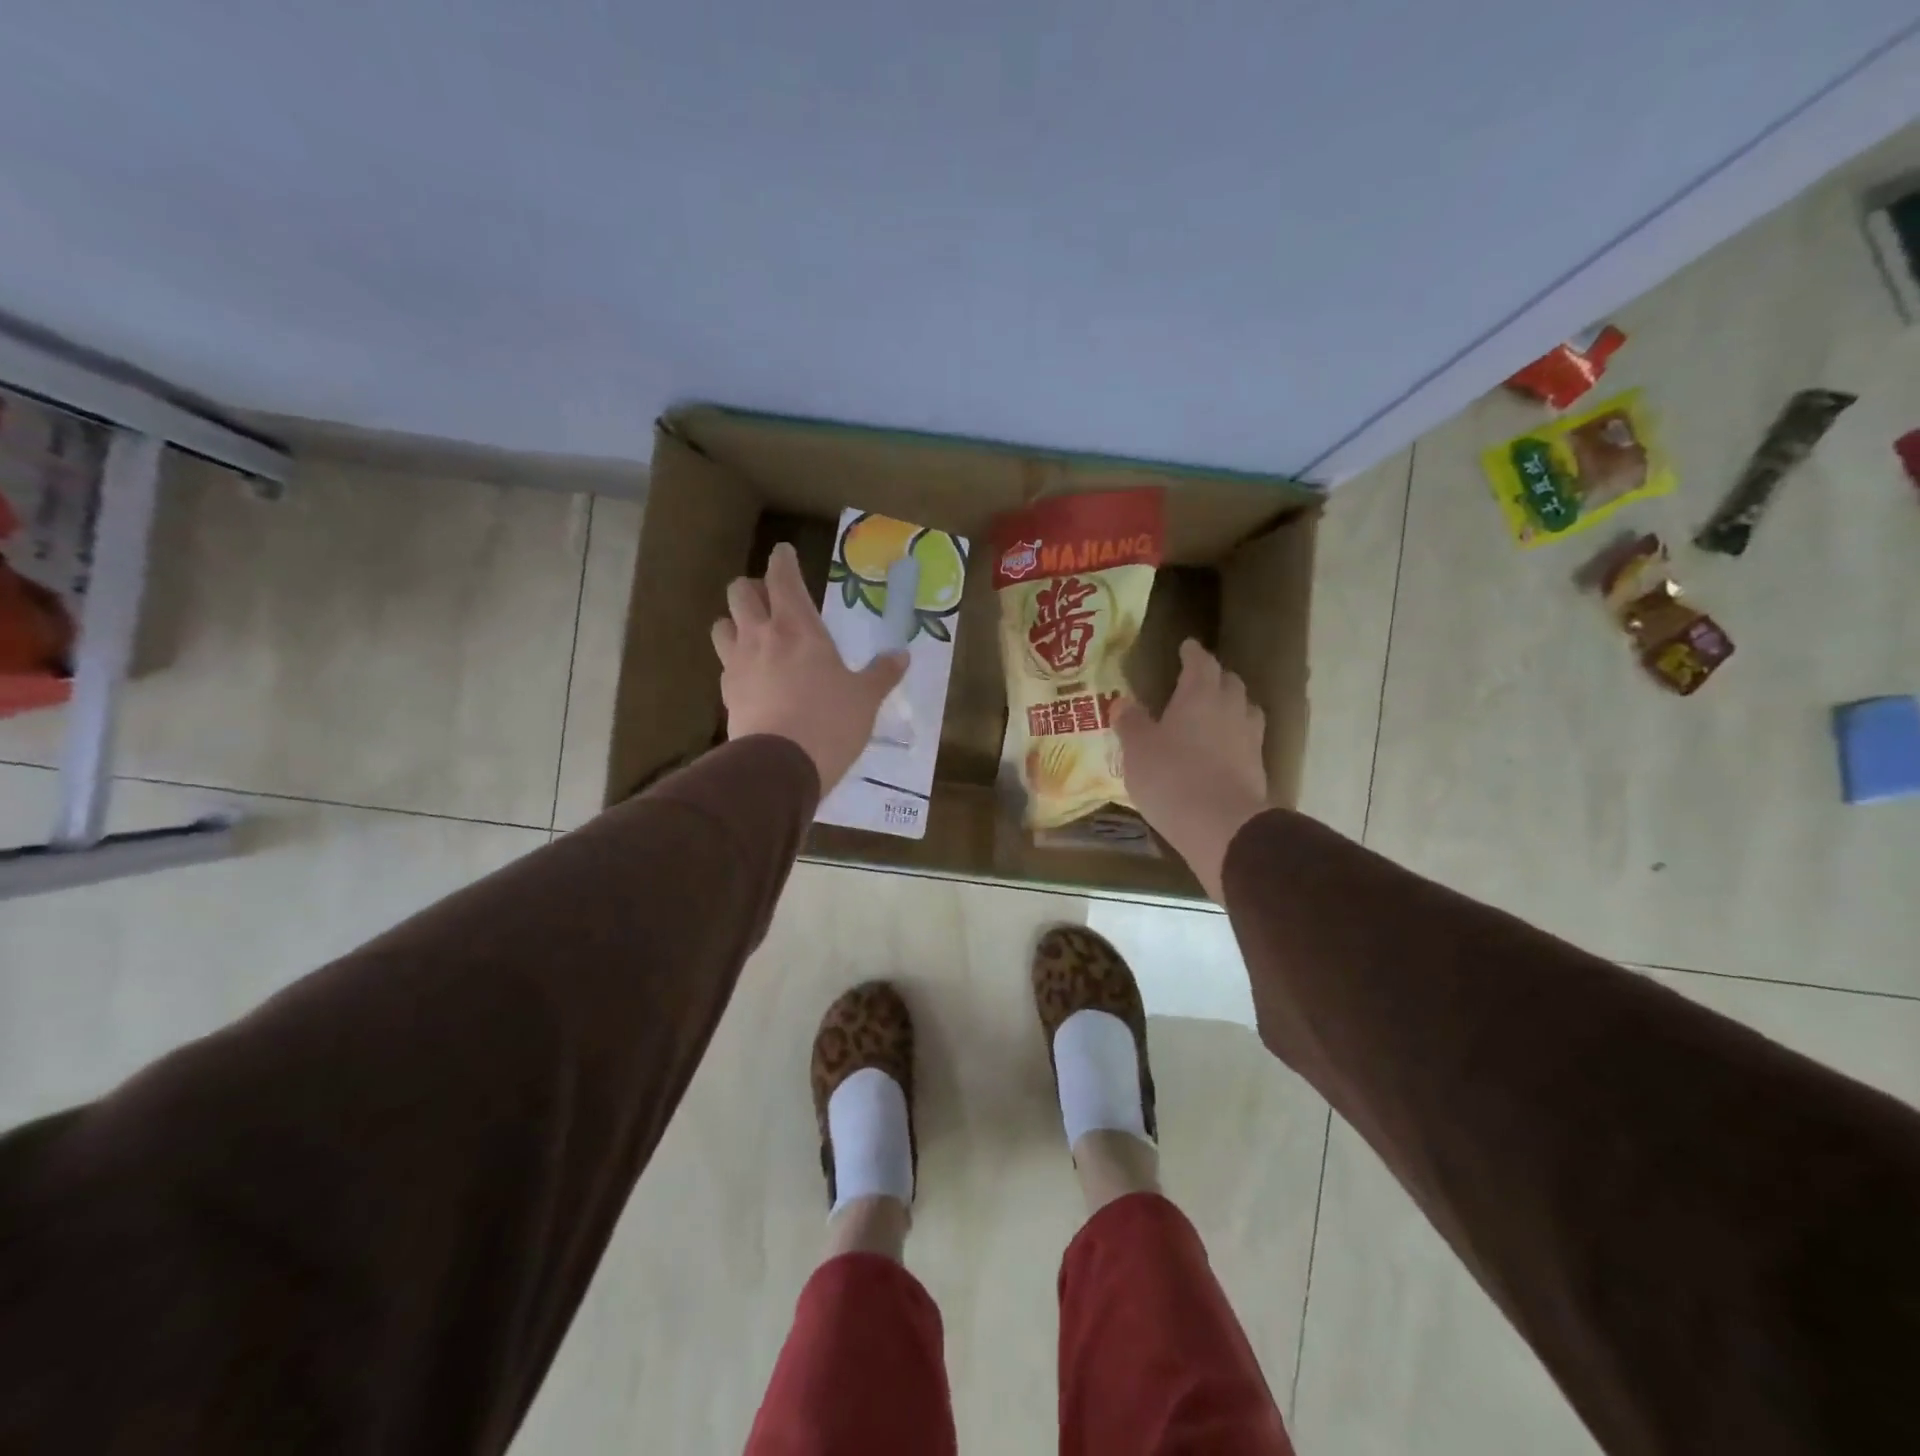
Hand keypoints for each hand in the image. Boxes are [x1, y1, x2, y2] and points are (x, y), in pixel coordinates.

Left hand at [711, 543, 907, 793]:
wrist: (780, 766)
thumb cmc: (830, 722)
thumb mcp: (865, 698)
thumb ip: (882, 673)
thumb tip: (901, 656)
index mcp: (798, 628)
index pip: (783, 578)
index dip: (782, 560)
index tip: (784, 552)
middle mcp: (761, 636)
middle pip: (740, 592)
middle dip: (752, 588)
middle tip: (771, 599)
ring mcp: (737, 664)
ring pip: (721, 624)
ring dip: (735, 621)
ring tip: (753, 634)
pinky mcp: (726, 694)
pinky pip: (724, 665)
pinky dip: (734, 661)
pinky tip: (750, 676)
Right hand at [1113, 639, 1268, 901]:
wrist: (1222, 825)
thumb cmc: (1172, 777)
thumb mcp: (1137, 749)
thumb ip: (1131, 722)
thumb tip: (1123, 702)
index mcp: (1200, 694)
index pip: (1200, 662)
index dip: (1193, 653)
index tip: (1187, 646)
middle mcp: (1231, 708)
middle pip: (1229, 682)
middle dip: (1214, 677)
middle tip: (1198, 681)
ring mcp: (1250, 738)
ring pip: (1245, 709)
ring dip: (1231, 706)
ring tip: (1215, 714)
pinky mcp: (1258, 768)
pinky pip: (1247, 741)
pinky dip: (1235, 738)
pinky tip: (1222, 750)